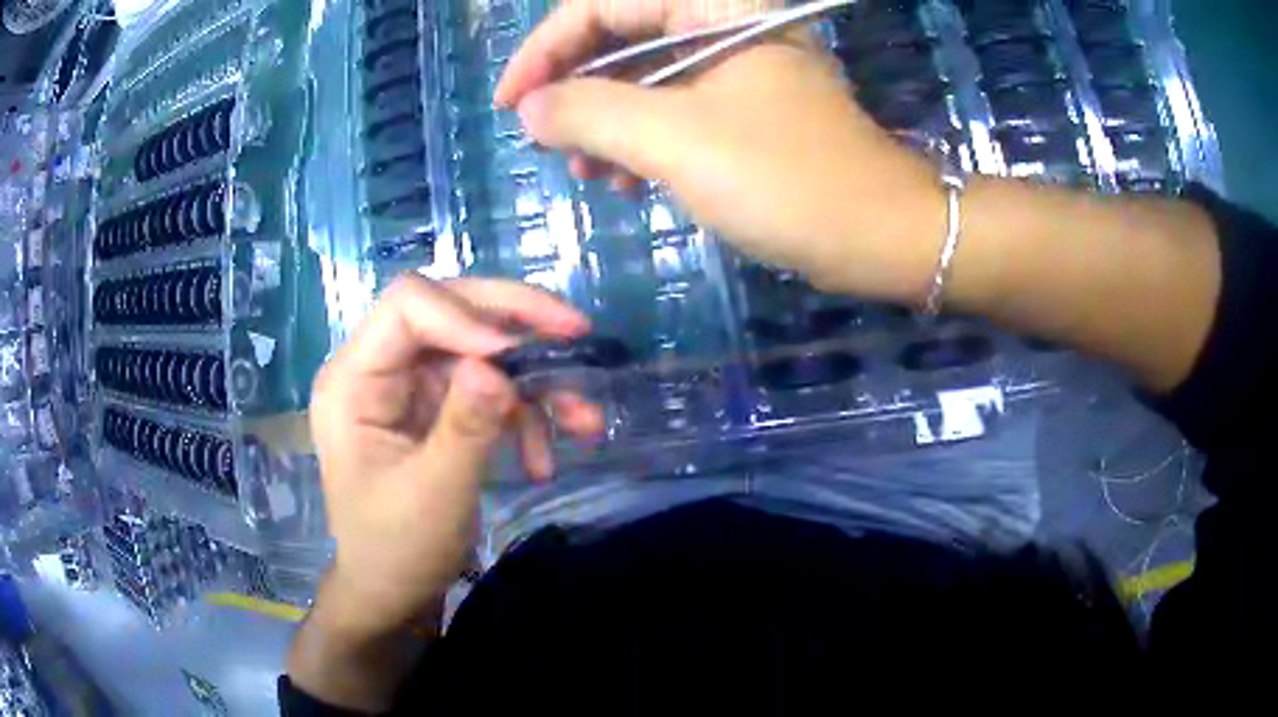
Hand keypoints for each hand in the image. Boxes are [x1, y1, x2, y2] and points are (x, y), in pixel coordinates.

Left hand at [307, 275, 601, 636]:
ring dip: (535, 383)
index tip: (518, 352)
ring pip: (482, 351)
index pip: (407, 306)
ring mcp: (411, 386)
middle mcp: (381, 367)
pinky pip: (491, 388)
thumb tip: (498, 365)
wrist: (395, 590)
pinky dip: (526, 415)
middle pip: (451, 310)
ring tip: (584, 421)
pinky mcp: (438, 406)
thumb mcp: (434, 495)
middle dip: (517, 323)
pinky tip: (545, 458)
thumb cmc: (396, 549)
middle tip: (578, 332)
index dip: (466, 315)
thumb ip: (465, 427)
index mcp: (353, 380)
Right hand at [496, 0, 946, 301]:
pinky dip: (638, 143)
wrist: (880, 237)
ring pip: (641, 78)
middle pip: (620, 38)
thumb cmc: (790, 181)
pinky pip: (670, 110)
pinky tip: (623, 182)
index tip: (510, 102)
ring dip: (602, 124)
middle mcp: (723, 24)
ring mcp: (734, 68)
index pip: (604, 4)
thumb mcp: (677, 141)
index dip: (546, 48)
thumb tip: (531, 108)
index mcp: (716, 6)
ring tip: (585, 174)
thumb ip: (590, 113)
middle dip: (574, 90)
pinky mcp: (742, 109)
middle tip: (546, 142)